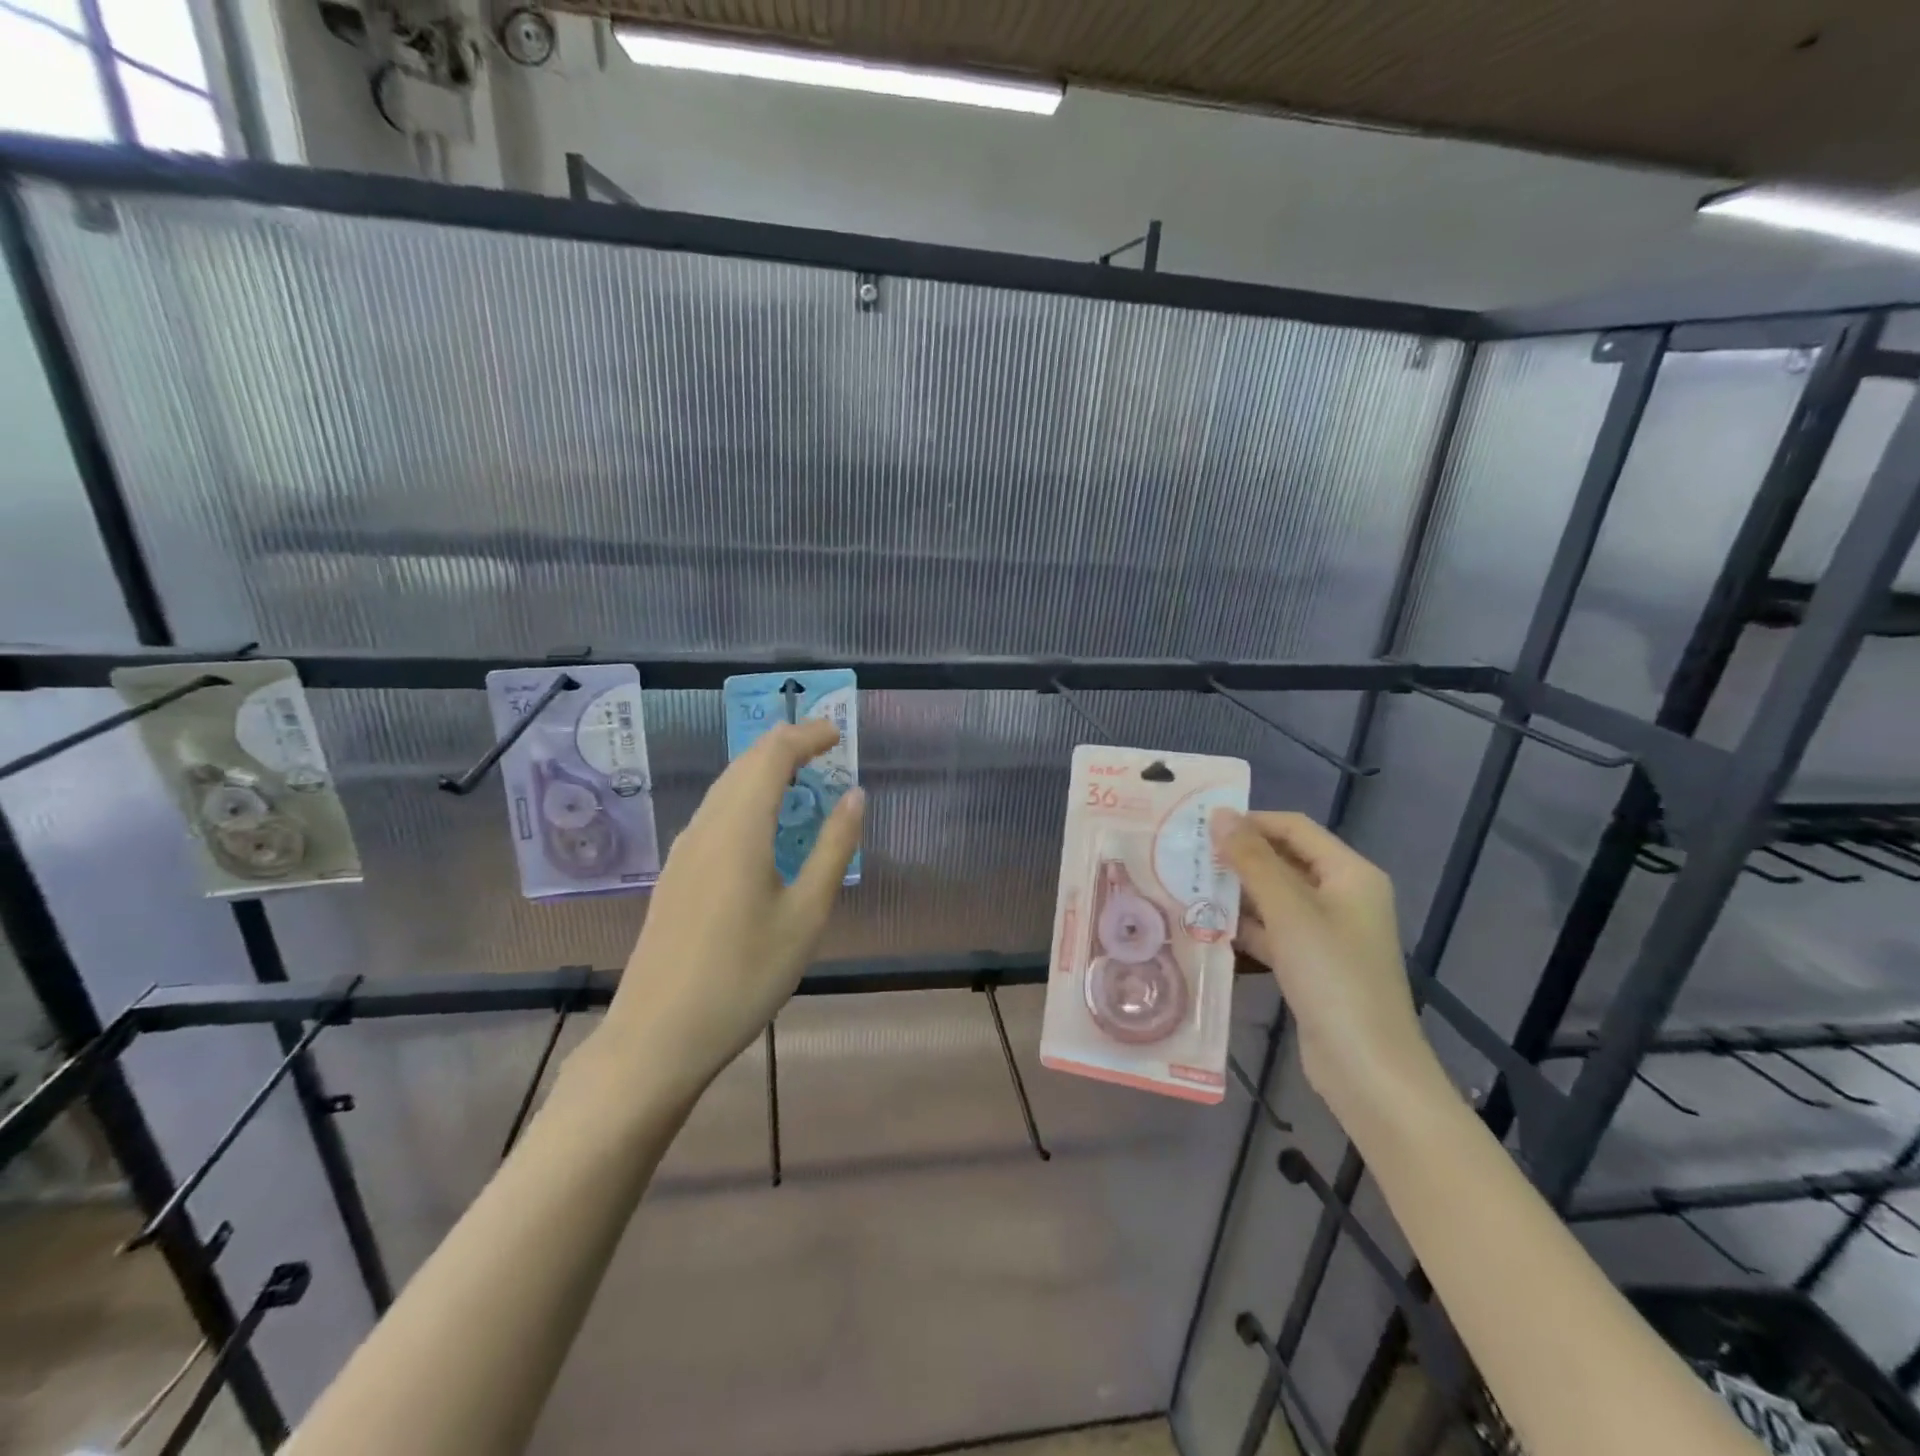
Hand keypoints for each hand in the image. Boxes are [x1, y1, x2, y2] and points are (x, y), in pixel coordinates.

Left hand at [587, 720, 864, 1101]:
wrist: (657, 1038)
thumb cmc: (744, 977)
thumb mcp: (806, 915)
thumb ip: (833, 848)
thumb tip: (854, 795)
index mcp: (739, 827)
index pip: (772, 755)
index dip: (807, 735)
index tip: (839, 733)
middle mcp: (705, 826)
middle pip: (745, 763)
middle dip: (786, 745)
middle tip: (826, 747)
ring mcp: (683, 850)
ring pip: (725, 787)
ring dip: (763, 770)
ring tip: (801, 777)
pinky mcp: (675, 874)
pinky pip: (714, 813)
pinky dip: (746, 797)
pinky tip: (762, 825)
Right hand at [1210, 810, 1444, 1125]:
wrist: (1367, 1068)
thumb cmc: (1332, 977)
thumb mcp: (1289, 911)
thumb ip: (1252, 860)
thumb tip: (1221, 815)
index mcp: (1350, 874)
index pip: (1295, 828)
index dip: (1251, 822)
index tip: (1201, 826)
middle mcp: (1342, 896)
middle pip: (1285, 862)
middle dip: (1239, 859)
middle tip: (1187, 856)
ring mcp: (1328, 933)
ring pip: (1275, 899)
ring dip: (1237, 894)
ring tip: (1187, 887)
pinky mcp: (1312, 965)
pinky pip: (1274, 932)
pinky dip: (1245, 928)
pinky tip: (1207, 927)